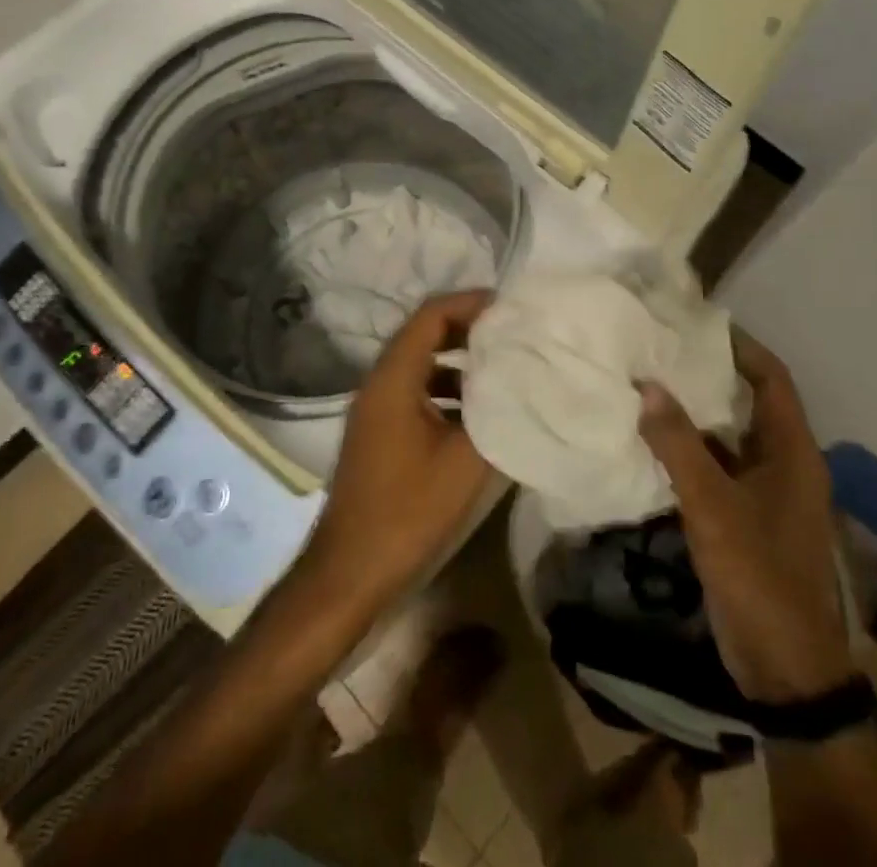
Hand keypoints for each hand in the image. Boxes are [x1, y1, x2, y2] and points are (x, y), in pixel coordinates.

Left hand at [305, 291, 496, 607]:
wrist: (350, 572)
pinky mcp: (379, 432)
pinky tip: (478, 411)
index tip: (509, 308)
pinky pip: (415, 390)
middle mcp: (379, 383)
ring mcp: (375, 408)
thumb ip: (497, 415)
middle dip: (468, 328)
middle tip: (511, 333)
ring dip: (459, 360)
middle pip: (424, 334)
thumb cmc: (407, 512)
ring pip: (420, 363)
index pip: (430, 316)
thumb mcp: (465, 462)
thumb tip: (526, 381)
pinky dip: (447, 388)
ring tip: (502, 366)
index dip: (470, 304)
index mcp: (393, 380)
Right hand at [637, 328, 850, 703]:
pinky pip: (718, 467)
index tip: (697, 325)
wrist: (785, 668)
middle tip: (662, 351)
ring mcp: (766, 492)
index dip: (740, 347)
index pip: (771, 378)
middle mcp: (784, 463)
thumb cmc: (759, 576)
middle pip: (749, 403)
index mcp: (793, 451)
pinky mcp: (747, 517)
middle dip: (709, 376)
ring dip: (695, 414)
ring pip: (729, 436)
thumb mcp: (713, 507)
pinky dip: (690, 450)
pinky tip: (653, 441)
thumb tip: (647, 386)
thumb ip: (678, 445)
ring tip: (650, 385)